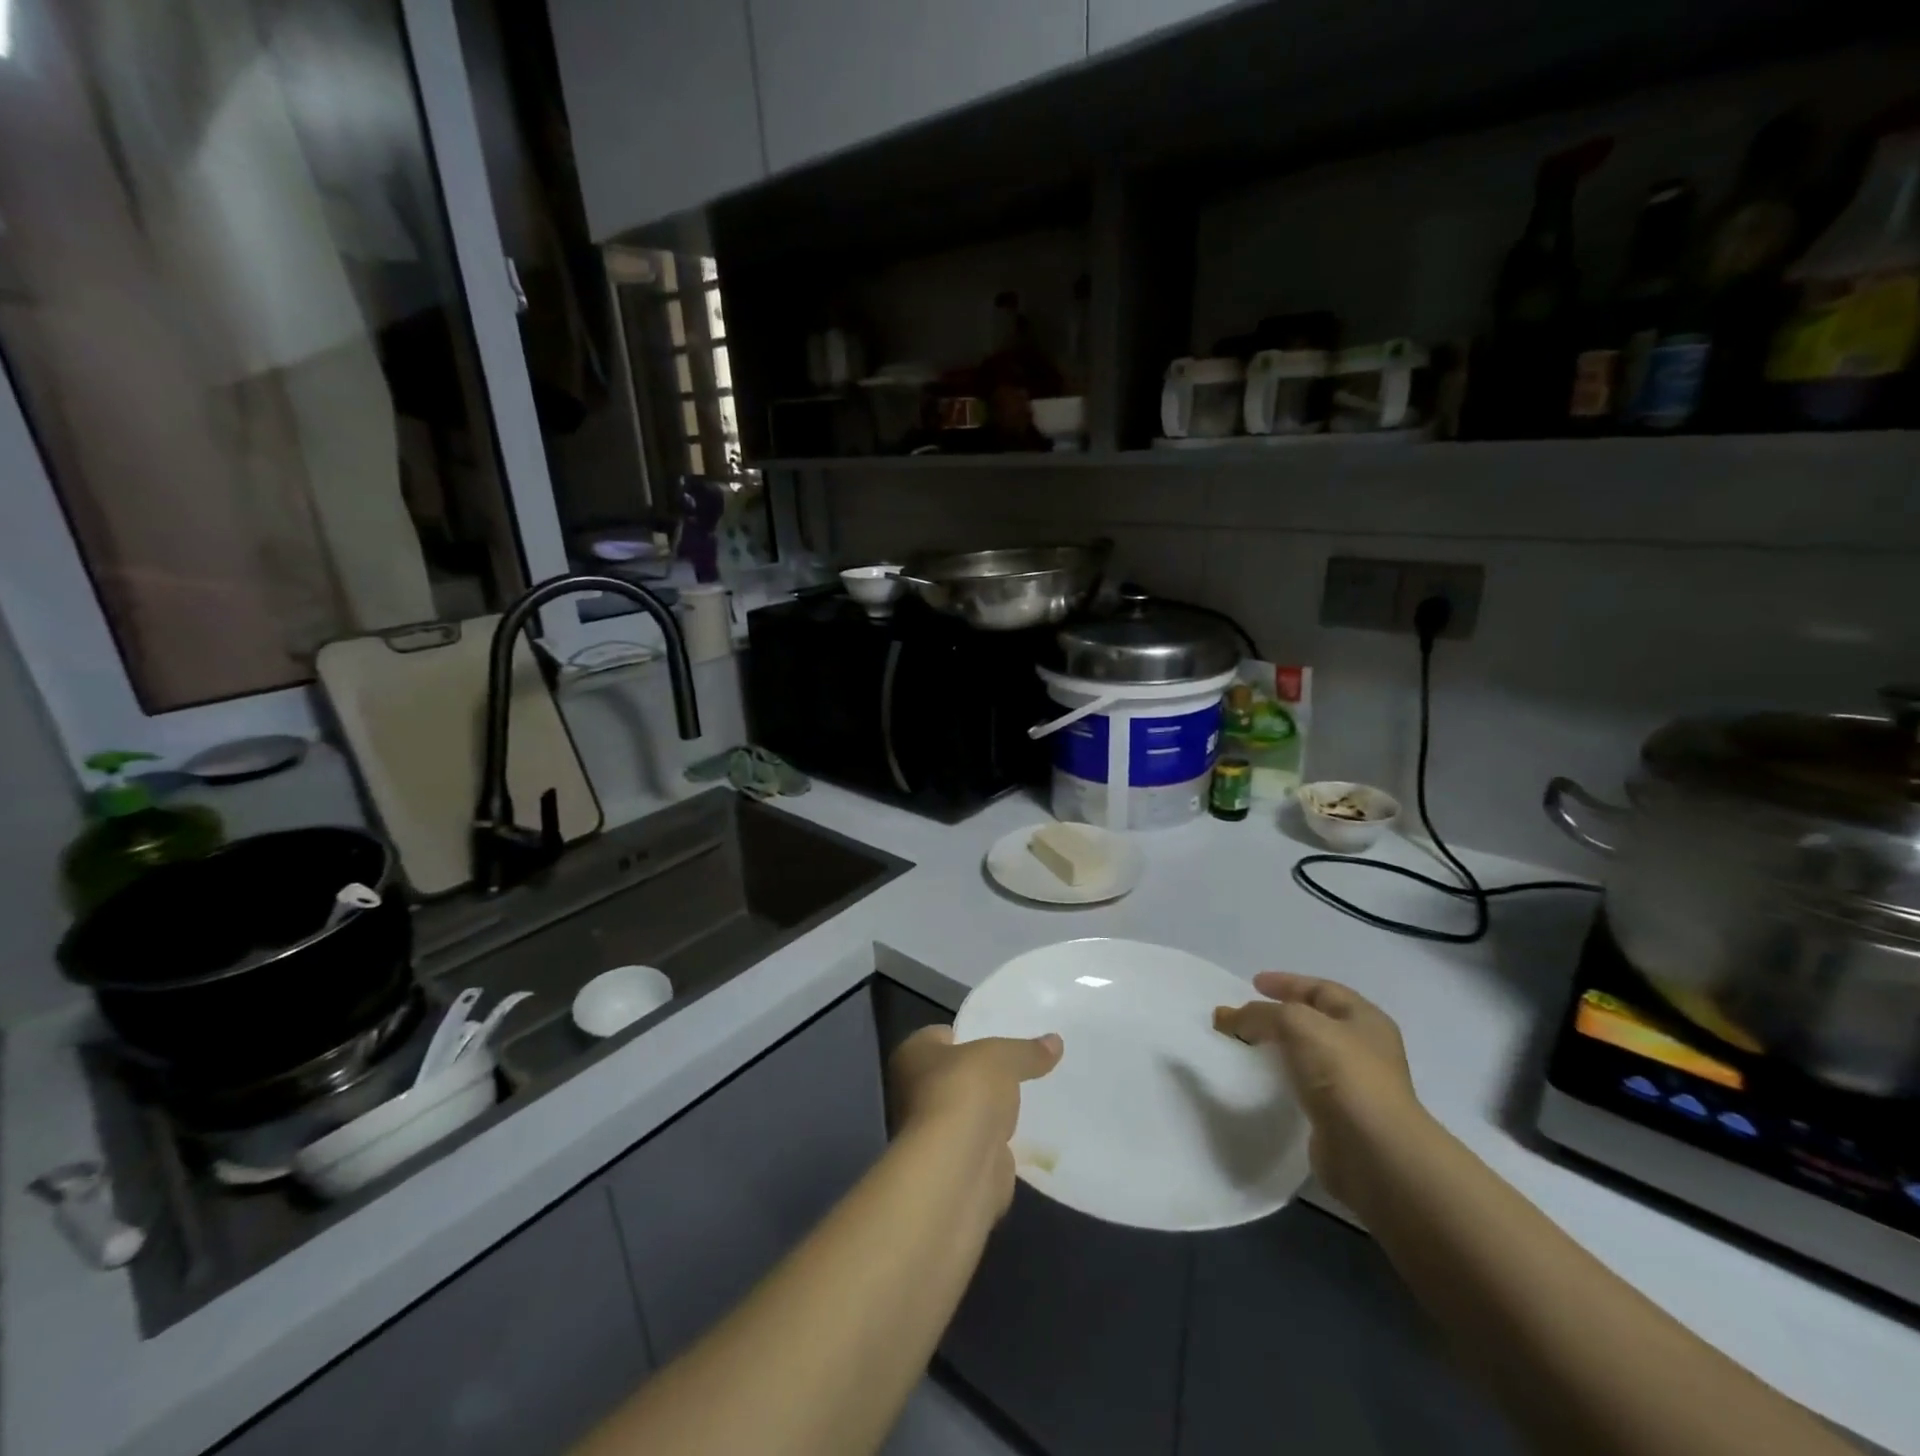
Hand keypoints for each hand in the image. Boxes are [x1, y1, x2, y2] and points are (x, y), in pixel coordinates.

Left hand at [888, 1025, 1062, 1212]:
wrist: (957, 1168)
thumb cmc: (965, 1092)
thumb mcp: (1003, 1058)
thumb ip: (1027, 1051)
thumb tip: (1056, 1041)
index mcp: (913, 1054)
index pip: (943, 1035)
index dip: (971, 1034)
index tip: (1002, 1037)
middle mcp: (914, 1090)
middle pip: (956, 1074)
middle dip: (984, 1075)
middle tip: (1022, 1066)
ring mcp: (933, 1131)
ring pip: (970, 1111)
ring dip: (992, 1110)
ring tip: (1032, 1097)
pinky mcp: (955, 1163)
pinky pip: (983, 1142)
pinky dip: (1001, 1141)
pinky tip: (1028, 1133)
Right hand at [1213, 973, 1425, 1208]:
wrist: (1373, 1152)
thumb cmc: (1343, 1073)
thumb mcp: (1296, 1024)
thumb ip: (1259, 1013)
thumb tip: (1226, 1017)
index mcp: (1364, 1019)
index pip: (1321, 989)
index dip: (1287, 982)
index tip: (1252, 984)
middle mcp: (1363, 1049)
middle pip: (1313, 1021)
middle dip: (1277, 1015)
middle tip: (1244, 1015)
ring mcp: (1353, 1085)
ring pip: (1306, 1055)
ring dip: (1276, 1048)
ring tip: (1244, 1045)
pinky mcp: (1338, 1117)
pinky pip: (1302, 1087)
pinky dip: (1280, 1079)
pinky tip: (1259, 1080)